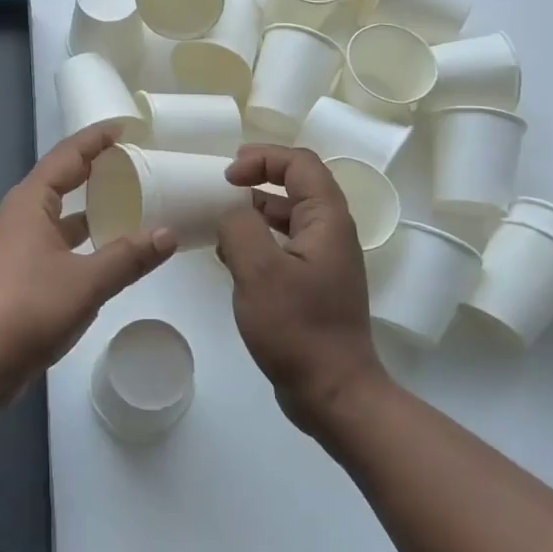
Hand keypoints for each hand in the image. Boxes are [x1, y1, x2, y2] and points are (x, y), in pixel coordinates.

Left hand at [0, 124, 176, 406]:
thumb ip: (129, 257)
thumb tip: (168, 233)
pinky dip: (80, 241)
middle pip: (60, 181)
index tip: (126, 127)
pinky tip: (104, 254)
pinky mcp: (15, 276)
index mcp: (30, 203)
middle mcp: (19, 217)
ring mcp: (14, 248)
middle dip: (94, 170)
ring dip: (88, 209)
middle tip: (133, 164)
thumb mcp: (87, 282)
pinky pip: (54, 244)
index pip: (67, 156)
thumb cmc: (27, 308)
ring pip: (58, 217)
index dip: (96, 139)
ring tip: (127, 204)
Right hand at [215, 145, 384, 434]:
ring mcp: (324, 261)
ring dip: (255, 210)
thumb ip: (239, 228)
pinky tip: (230, 257)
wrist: (333, 392)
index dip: (263, 158)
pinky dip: (257, 240)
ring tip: (219, 219)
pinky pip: (283, 246)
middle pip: (298, 184)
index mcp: (327, 220)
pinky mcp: (313, 285)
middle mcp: (331, 233)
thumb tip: (230, 213)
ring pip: (288, 216)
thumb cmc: (298, 328)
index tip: (227, 176)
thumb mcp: (258, 271)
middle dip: (258, 177)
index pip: (300, 163)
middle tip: (221, 186)